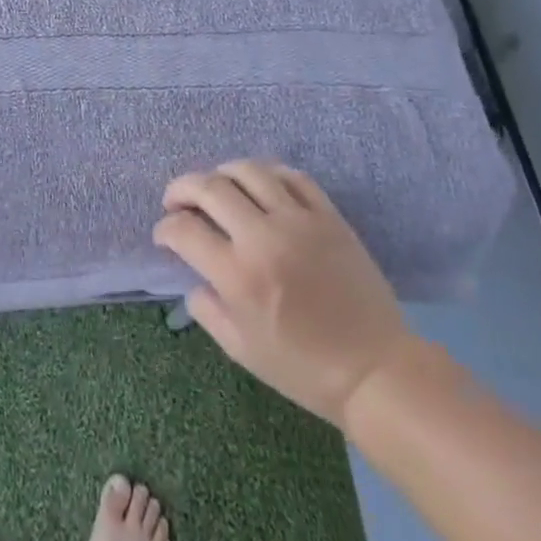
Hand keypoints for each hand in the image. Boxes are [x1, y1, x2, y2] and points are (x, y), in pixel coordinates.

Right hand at [153, 161, 415, 429]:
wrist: (375, 370)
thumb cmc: (303, 369)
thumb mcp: (240, 349)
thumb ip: (206, 309)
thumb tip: (195, 278)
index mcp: (238, 275)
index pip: (184, 230)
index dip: (165, 228)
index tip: (165, 235)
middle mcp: (263, 238)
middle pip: (209, 188)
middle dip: (181, 189)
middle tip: (176, 202)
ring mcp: (299, 221)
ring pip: (248, 170)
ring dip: (221, 173)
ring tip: (215, 188)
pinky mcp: (328, 216)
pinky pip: (292, 177)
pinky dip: (267, 174)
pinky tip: (259, 186)